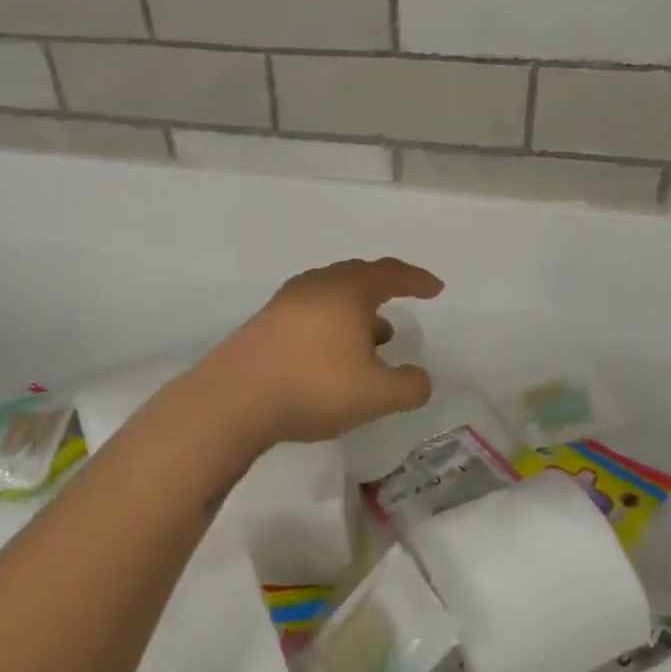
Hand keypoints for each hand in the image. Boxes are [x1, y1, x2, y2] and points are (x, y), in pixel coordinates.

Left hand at [203, 258, 443, 446]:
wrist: (235, 397)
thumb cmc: (314, 385)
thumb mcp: (376, 395)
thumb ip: (409, 387)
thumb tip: (420, 379)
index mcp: (348, 291)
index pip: (391, 273)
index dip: (416, 280)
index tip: (435, 289)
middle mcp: (317, 286)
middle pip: (357, 276)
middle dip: (383, 289)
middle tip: (400, 303)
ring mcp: (286, 302)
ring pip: (331, 295)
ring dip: (356, 311)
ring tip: (372, 339)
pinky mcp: (265, 323)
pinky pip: (310, 312)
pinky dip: (331, 325)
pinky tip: (331, 354)